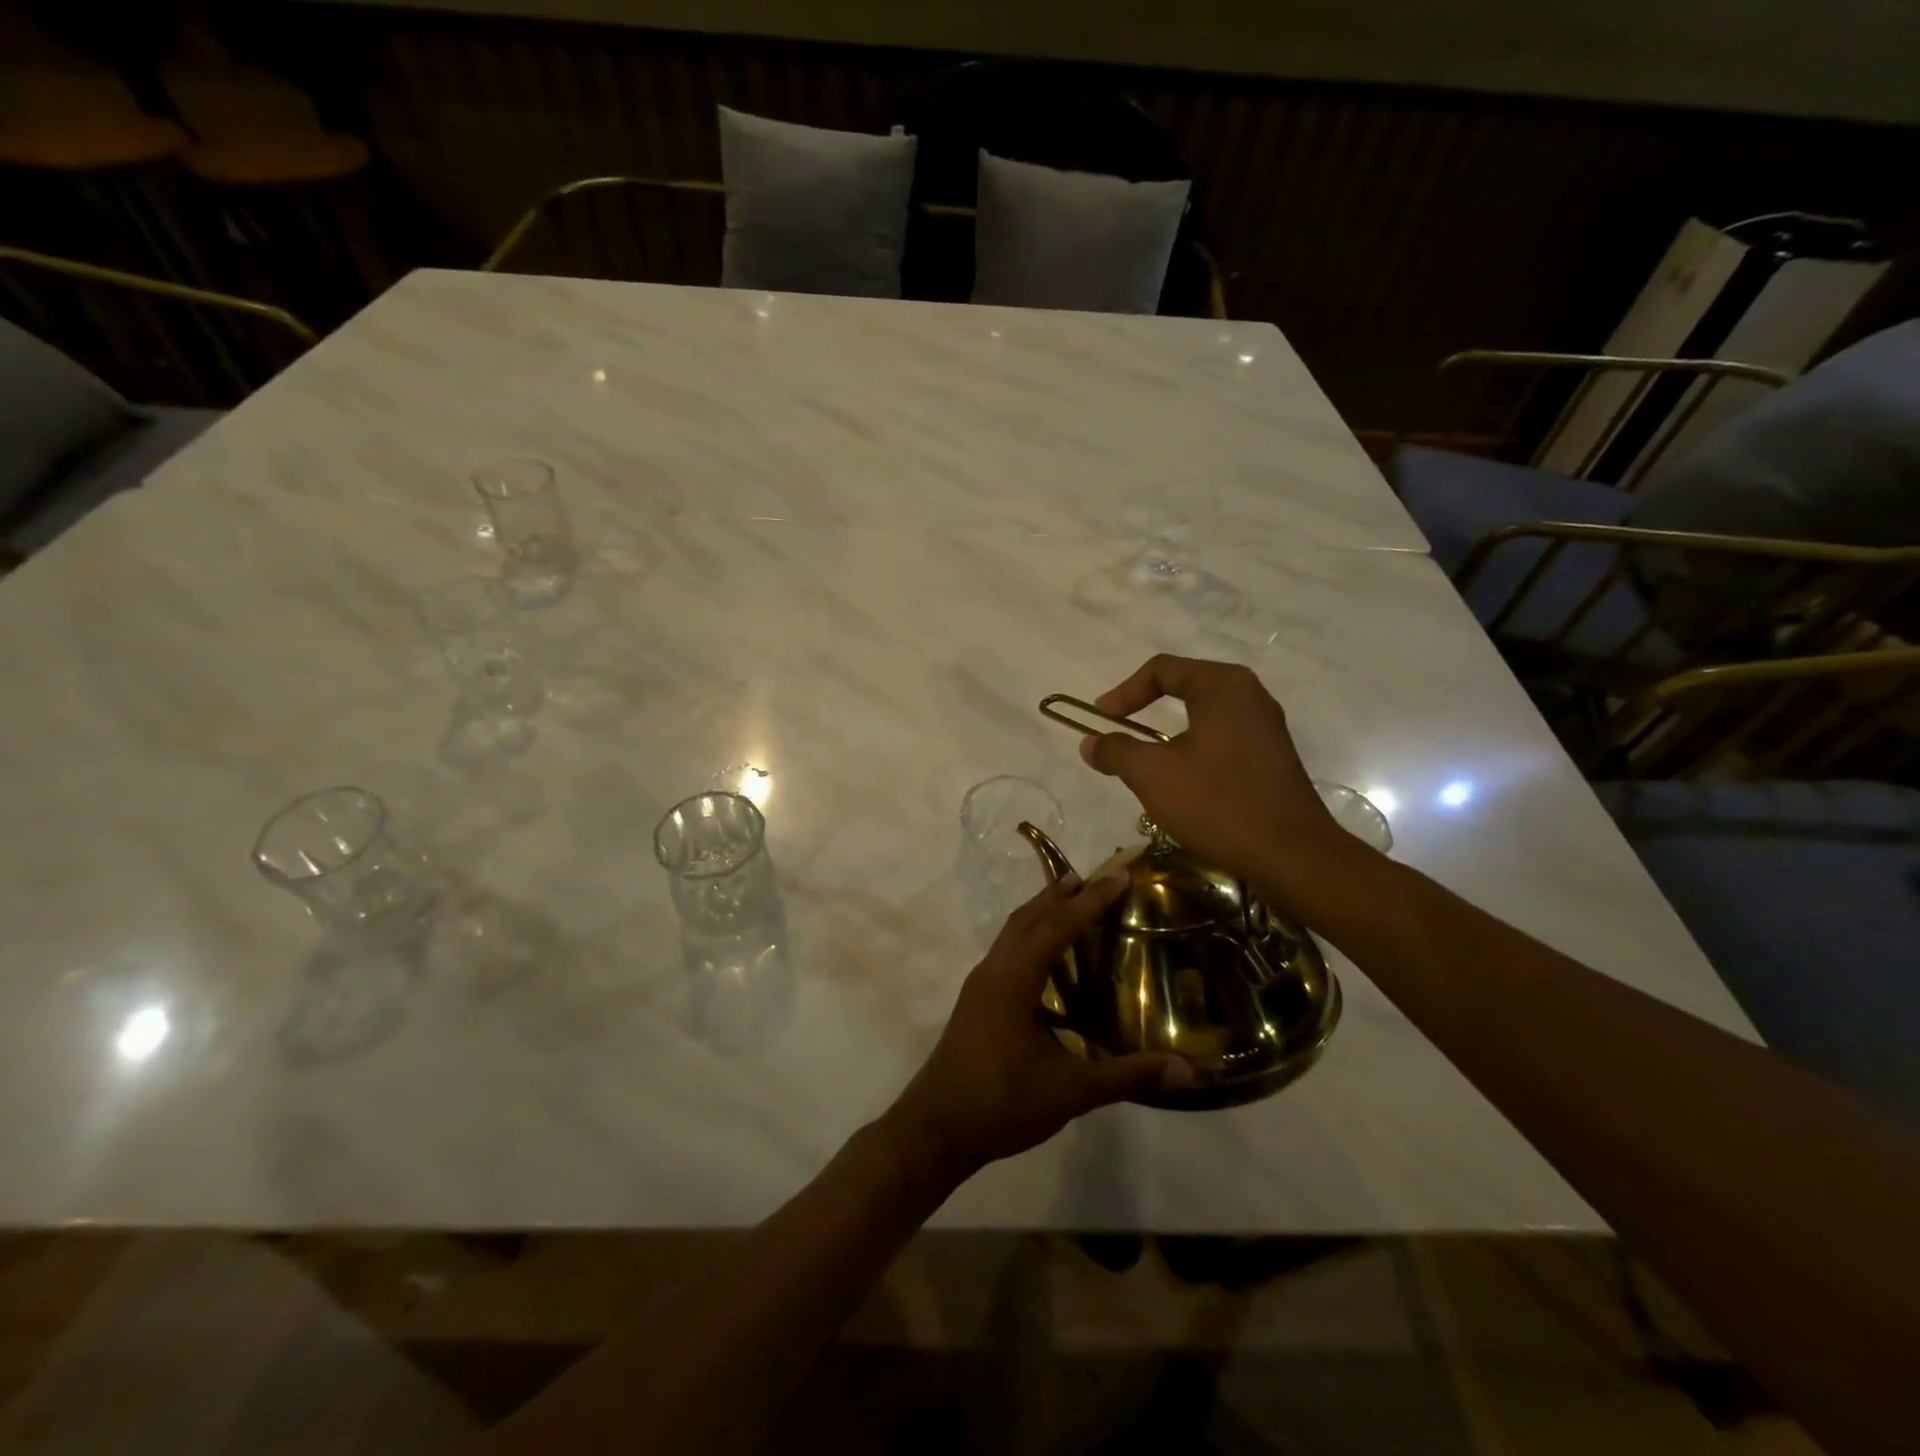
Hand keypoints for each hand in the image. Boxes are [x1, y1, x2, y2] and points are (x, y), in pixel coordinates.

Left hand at [888, 874, 1195, 1179]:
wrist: (935, 1128)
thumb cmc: (1001, 1103)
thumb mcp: (1071, 1091)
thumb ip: (1128, 1075)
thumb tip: (1188, 1069)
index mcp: (1014, 978)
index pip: (1058, 925)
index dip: (1092, 900)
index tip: (1120, 875)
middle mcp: (994, 969)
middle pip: (1030, 916)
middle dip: (1063, 894)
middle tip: (1099, 877)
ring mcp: (980, 984)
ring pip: (1014, 931)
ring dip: (1043, 911)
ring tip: (1075, 901)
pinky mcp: (976, 1000)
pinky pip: (1007, 951)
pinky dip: (1031, 937)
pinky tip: (1050, 959)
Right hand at [1078, 655, 1354, 890]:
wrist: (1291, 855)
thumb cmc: (1217, 802)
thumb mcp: (1152, 774)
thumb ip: (1116, 751)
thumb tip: (1089, 743)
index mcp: (1223, 686)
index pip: (1162, 670)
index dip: (1123, 692)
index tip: (1100, 718)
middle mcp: (1250, 696)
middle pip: (1186, 687)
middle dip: (1146, 708)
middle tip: (1120, 731)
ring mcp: (1267, 728)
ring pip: (1204, 717)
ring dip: (1169, 734)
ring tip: (1146, 761)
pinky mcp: (1273, 758)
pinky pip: (1223, 740)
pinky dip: (1194, 751)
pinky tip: (1184, 784)